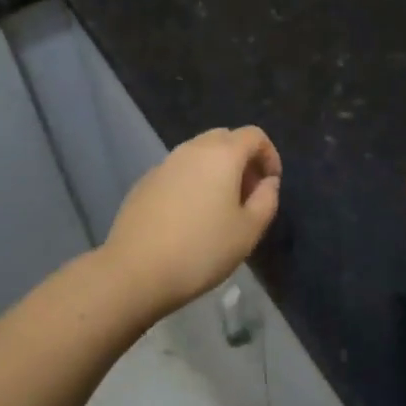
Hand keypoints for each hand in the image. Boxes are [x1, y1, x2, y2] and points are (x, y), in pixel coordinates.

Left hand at [102, 127, 281, 317]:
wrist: (134, 271)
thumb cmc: (201, 250)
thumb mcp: (248, 231)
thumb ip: (266, 200)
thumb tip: (267, 182)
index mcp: (222, 154)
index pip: (254, 135)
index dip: (269, 155)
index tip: (270, 184)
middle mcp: (193, 148)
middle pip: (226, 138)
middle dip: (243, 159)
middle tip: (247, 194)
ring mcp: (165, 162)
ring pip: (200, 153)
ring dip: (217, 169)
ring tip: (220, 207)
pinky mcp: (145, 180)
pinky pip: (179, 170)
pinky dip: (192, 180)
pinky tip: (189, 216)